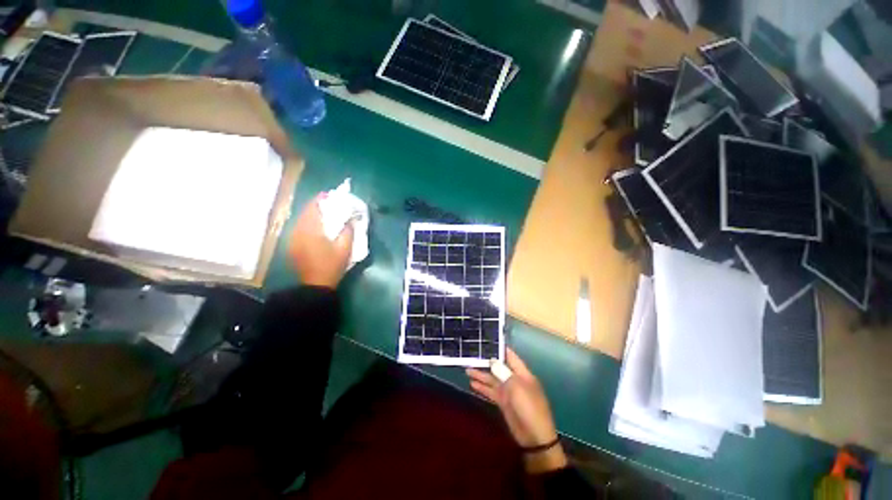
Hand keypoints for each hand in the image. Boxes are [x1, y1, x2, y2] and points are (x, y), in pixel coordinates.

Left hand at [288, 194, 353, 288]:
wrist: (315, 285)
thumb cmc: (332, 266)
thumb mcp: (345, 248)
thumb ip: (348, 230)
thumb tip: (351, 218)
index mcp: (310, 230)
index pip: (313, 207)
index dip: (322, 199)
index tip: (331, 195)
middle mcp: (298, 230)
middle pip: (306, 211)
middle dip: (318, 205)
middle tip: (331, 204)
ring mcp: (293, 238)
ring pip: (301, 219)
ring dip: (313, 214)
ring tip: (325, 213)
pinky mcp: (292, 244)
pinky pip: (299, 227)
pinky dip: (308, 223)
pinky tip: (317, 227)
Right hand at [467, 348, 567, 472]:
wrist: (535, 437)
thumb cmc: (529, 407)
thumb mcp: (516, 387)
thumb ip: (503, 372)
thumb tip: (492, 360)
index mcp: (522, 373)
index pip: (510, 356)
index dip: (500, 349)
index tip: (487, 341)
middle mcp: (514, 379)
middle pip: (498, 367)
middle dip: (486, 362)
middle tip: (471, 355)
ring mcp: (508, 391)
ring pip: (492, 380)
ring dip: (481, 375)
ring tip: (467, 369)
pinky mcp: (503, 402)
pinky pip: (491, 392)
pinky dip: (482, 388)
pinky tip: (472, 384)